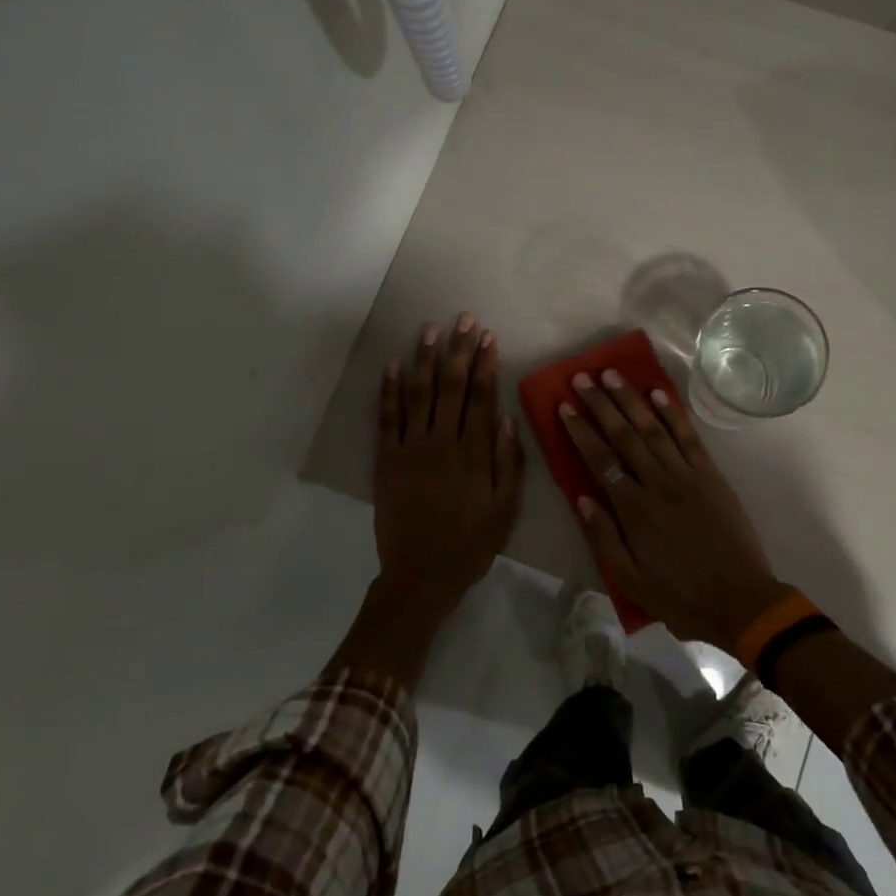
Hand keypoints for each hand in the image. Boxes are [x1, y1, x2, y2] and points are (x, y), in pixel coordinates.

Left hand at [372, 313, 523, 611]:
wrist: (420, 576)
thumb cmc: (470, 545)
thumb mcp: (505, 510)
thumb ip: (509, 463)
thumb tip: (508, 419)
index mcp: (474, 454)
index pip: (482, 397)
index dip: (486, 364)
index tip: (488, 336)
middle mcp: (442, 442)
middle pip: (452, 386)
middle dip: (458, 349)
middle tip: (463, 319)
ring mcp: (410, 448)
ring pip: (418, 393)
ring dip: (425, 359)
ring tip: (430, 329)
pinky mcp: (387, 460)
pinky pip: (388, 418)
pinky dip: (389, 390)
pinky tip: (392, 365)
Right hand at [558, 369, 787, 650]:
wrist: (741, 600)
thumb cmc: (680, 595)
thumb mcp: (630, 579)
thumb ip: (603, 537)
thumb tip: (581, 498)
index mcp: (634, 509)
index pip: (600, 460)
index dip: (581, 431)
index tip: (565, 406)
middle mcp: (658, 483)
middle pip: (624, 435)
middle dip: (600, 404)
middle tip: (582, 377)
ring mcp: (687, 475)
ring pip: (654, 428)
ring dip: (631, 399)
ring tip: (612, 374)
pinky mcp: (711, 475)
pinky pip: (689, 437)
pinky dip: (673, 413)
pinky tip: (658, 393)